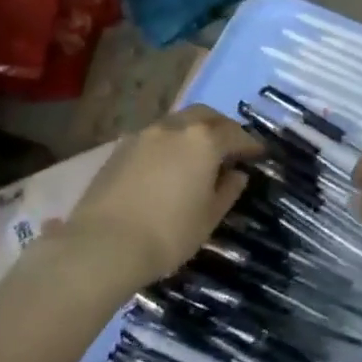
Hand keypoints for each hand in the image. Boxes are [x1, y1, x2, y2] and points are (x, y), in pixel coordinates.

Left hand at [63, 105, 261, 285]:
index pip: (235, 134)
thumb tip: (237, 174)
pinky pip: (153, 137)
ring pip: (176, 123)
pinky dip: (168, 144)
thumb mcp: (209, 217)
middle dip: (221, 127)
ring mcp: (143, 134)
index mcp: (203, 140)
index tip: (258, 154)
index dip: (250, 144)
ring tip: (197, 156)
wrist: (103, 245)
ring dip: (192, 133)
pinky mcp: (119, 148)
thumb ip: (227, 190)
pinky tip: (168, 165)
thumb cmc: (168, 233)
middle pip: (205, 116)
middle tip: (230, 147)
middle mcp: (174, 127)